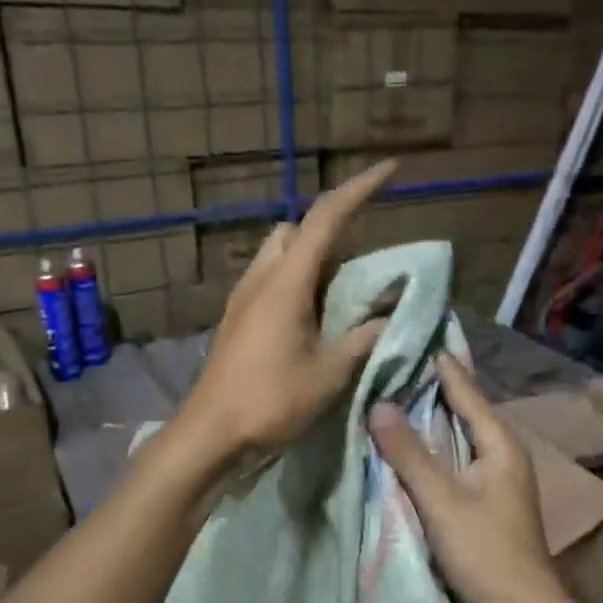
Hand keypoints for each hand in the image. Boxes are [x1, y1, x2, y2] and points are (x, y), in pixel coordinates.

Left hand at [177, 159, 396, 466]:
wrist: (211, 432)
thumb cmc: (271, 400)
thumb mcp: (330, 372)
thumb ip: (364, 338)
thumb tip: (391, 317)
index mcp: (287, 281)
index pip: (327, 218)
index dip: (360, 189)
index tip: (390, 171)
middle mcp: (261, 277)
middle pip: (295, 230)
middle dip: (328, 230)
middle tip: (357, 264)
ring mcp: (243, 297)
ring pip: (278, 254)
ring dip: (309, 259)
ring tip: (336, 296)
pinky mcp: (236, 319)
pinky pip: (268, 280)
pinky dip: (294, 282)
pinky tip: (308, 320)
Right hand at [368, 353, 574, 602]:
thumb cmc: (486, 552)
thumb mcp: (442, 500)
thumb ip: (409, 453)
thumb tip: (378, 403)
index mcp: (500, 443)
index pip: (464, 389)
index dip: (437, 363)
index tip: (408, 333)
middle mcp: (499, 453)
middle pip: (459, 410)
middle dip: (425, 387)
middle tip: (386, 360)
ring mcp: (491, 479)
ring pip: (453, 437)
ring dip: (424, 419)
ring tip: (386, 393)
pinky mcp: (479, 501)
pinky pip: (449, 461)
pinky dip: (426, 449)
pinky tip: (401, 445)